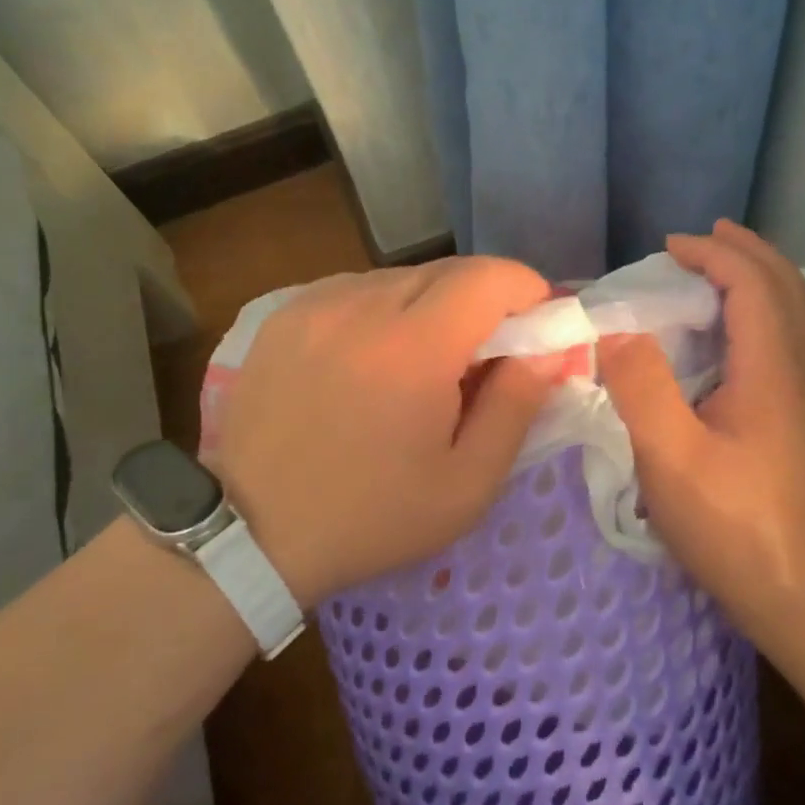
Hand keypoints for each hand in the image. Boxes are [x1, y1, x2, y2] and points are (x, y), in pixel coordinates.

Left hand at [215, 258, 560, 607]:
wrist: (254, 534)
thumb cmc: (372, 517)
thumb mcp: (467, 484)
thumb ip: (517, 406)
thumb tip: (550, 349)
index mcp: (412, 347)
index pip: (491, 275)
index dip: (528, 291)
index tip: (536, 330)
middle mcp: (360, 305)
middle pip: (448, 271)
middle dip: (483, 303)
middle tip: (483, 358)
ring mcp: (314, 304)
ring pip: (401, 278)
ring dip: (431, 307)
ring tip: (422, 365)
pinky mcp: (283, 314)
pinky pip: (356, 291)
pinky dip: (383, 312)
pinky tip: (372, 361)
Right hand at [597, 220, 804, 635]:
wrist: (799, 589)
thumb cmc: (732, 523)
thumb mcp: (671, 457)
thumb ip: (641, 387)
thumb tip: (614, 332)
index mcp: (768, 368)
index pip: (750, 284)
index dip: (712, 254)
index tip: (667, 247)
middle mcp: (793, 371)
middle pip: (784, 288)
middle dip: (746, 251)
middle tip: (705, 237)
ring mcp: (799, 396)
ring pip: (793, 313)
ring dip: (759, 277)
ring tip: (722, 267)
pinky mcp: (793, 419)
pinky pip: (786, 339)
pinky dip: (762, 310)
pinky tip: (735, 331)